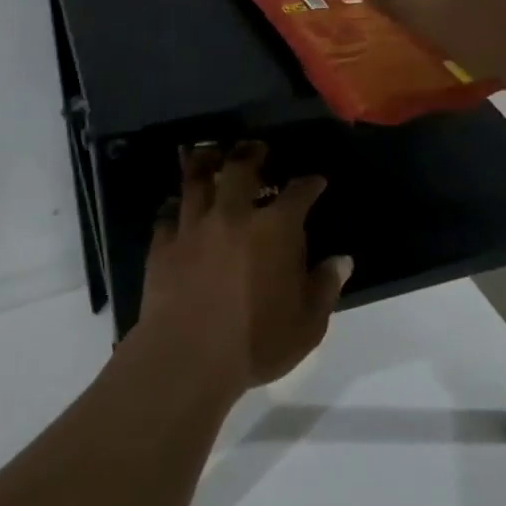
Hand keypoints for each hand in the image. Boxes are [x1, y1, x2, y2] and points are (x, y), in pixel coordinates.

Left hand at [137, 142, 350, 395]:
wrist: (187, 357)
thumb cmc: (255, 342)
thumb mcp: (306, 325)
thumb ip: (324, 288)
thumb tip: (341, 261)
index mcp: (274, 230)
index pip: (298, 194)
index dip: (309, 184)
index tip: (315, 180)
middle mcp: (233, 216)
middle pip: (241, 169)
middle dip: (251, 154)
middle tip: (256, 148)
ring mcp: (194, 226)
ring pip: (198, 181)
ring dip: (206, 163)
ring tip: (210, 154)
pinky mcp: (163, 244)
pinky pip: (167, 214)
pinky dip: (174, 207)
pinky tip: (175, 206)